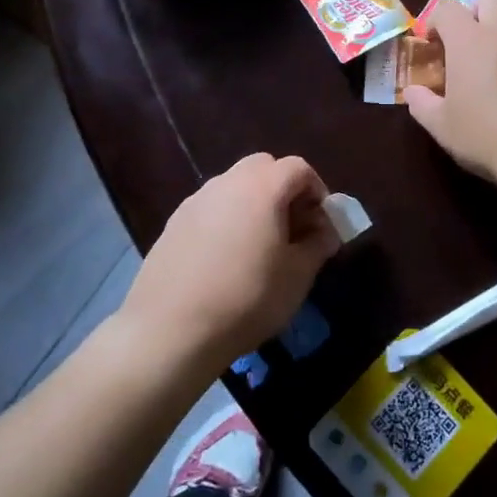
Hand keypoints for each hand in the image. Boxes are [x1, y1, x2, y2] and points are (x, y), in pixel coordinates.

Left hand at [118, 153, 342, 372]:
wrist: (171, 329)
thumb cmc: (247, 298)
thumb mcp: (298, 276)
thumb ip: (318, 245)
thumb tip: (325, 232)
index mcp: (263, 186)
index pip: (299, 168)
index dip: (317, 191)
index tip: (321, 224)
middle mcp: (227, 181)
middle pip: (264, 168)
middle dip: (284, 190)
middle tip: (292, 229)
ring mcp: (196, 200)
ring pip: (234, 186)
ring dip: (254, 204)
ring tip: (259, 247)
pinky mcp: (174, 222)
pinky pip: (211, 208)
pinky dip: (227, 219)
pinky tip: (226, 259)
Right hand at [405, 0, 496, 184]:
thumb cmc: (487, 137)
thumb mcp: (442, 127)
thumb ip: (422, 104)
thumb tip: (412, 92)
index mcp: (469, 42)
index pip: (448, 7)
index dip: (436, 19)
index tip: (432, 43)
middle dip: (477, 9)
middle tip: (468, 40)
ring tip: (496, 65)